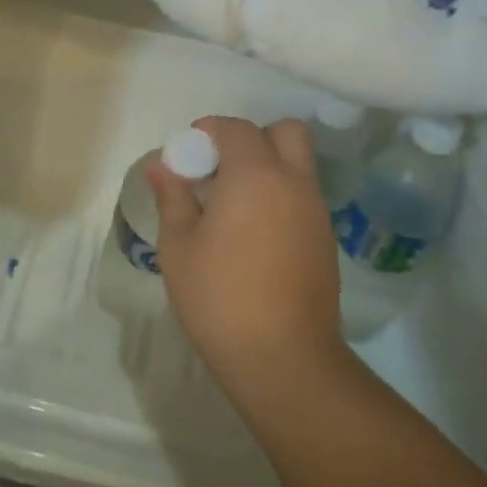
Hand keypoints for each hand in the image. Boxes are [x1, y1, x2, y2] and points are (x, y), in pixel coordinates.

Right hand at [150, 117, 349, 404]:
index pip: (237, 128)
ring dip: (267, 166)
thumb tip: (161, 166)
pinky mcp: (326, 239)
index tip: (187, 151)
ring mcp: (316, 212)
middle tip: (219, 169)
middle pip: (285, 132)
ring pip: (298, 164)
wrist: (283, 357)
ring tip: (231, 204)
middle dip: (251, 138)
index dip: (209, 130)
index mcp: (255, 176)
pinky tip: (253, 232)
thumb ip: (172, 197)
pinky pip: (303, 196)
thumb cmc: (219, 296)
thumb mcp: (179, 246)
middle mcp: (294, 183)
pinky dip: (280, 194)